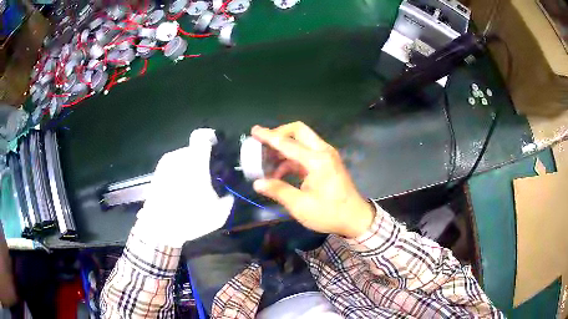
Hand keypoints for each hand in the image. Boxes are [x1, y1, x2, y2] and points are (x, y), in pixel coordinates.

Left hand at [135, 129, 233, 247]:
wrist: (158, 228)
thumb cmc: (189, 217)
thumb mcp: (217, 214)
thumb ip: (227, 200)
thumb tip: (228, 196)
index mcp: (194, 161)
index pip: (202, 137)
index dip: (211, 138)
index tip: (216, 148)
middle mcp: (178, 157)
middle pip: (193, 150)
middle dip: (201, 161)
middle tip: (206, 178)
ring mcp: (165, 164)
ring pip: (181, 159)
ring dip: (188, 168)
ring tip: (191, 187)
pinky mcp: (156, 173)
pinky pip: (172, 167)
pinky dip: (178, 175)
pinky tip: (179, 192)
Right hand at [251, 122, 375, 237]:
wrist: (355, 218)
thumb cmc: (330, 213)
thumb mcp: (301, 206)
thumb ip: (278, 191)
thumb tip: (257, 183)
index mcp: (317, 160)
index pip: (288, 143)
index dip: (269, 136)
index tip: (254, 131)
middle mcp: (323, 152)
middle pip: (298, 131)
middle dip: (279, 134)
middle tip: (263, 144)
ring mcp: (326, 156)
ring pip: (302, 140)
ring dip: (284, 148)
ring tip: (267, 162)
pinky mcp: (326, 162)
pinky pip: (306, 152)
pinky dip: (291, 158)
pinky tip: (280, 173)